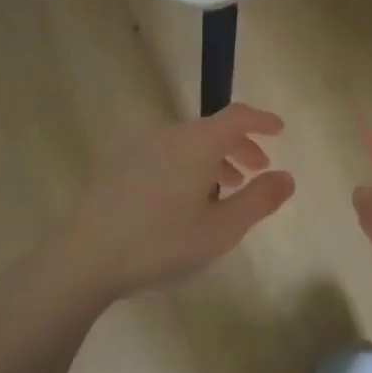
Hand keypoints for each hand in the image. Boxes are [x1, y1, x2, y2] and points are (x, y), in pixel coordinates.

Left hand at [37, 104, 294, 306]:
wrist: (84, 256)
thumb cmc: (161, 242)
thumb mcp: (222, 229)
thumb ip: (259, 200)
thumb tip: (287, 177)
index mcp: (196, 141)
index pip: (237, 116)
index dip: (261, 121)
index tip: (278, 129)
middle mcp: (167, 133)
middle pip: (210, 130)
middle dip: (238, 147)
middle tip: (255, 171)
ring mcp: (136, 146)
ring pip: (185, 144)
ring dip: (210, 160)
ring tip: (221, 192)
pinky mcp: (115, 164)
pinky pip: (162, 154)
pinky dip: (183, 166)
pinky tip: (181, 201)